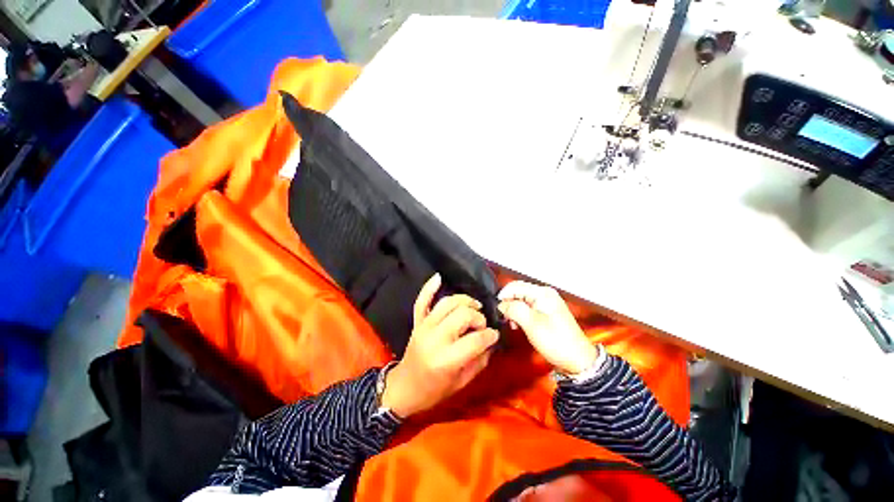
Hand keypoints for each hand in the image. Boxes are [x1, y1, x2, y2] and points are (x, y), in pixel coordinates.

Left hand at [382, 274, 498, 416]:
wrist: (404, 387)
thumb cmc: (434, 390)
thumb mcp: (462, 382)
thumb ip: (479, 360)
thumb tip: (491, 342)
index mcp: (446, 359)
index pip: (476, 339)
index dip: (490, 335)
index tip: (494, 335)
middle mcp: (435, 338)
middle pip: (463, 314)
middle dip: (478, 318)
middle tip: (481, 325)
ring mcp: (424, 327)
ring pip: (448, 303)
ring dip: (465, 301)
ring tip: (474, 307)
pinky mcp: (417, 322)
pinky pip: (422, 300)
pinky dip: (429, 288)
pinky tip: (439, 277)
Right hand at [497, 281, 596, 374]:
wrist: (577, 360)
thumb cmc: (556, 341)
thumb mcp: (531, 324)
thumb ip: (513, 309)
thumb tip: (501, 304)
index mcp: (542, 293)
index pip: (515, 286)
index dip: (503, 296)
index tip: (496, 309)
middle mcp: (544, 294)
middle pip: (518, 292)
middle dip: (508, 304)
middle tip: (504, 318)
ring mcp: (546, 303)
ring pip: (521, 300)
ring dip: (513, 310)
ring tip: (511, 324)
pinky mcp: (546, 312)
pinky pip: (527, 308)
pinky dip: (520, 315)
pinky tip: (518, 325)